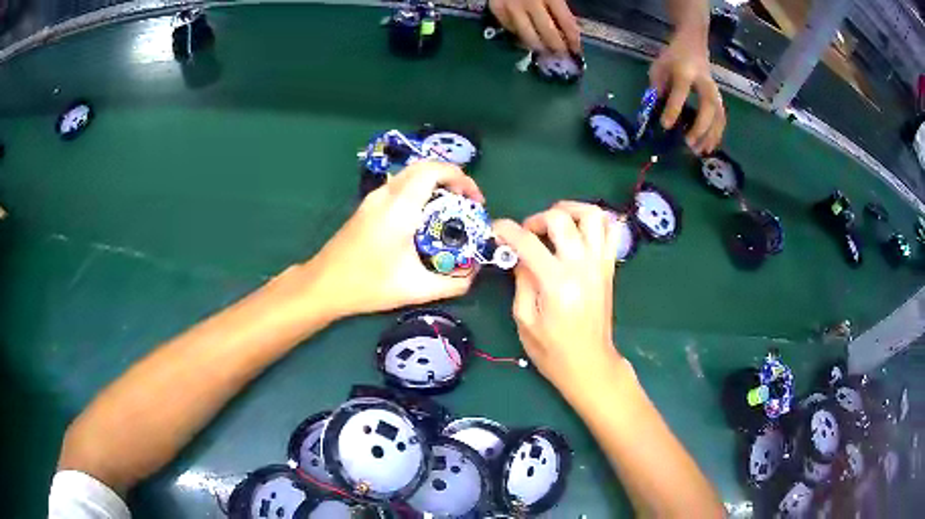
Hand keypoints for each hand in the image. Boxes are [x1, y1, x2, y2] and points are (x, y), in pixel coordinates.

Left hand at [305, 161, 483, 318]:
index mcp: (399, 208)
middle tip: (466, 202)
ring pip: (410, 174)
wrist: (324, 285)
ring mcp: (373, 198)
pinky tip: (424, 217)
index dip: (460, 177)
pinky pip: (399, 185)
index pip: (433, 171)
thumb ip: (452, 284)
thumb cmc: (367, 285)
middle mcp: (386, 195)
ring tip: (450, 208)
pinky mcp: (367, 206)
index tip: (475, 200)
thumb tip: (474, 275)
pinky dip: (419, 190)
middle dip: (450, 177)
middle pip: (423, 166)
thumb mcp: (415, 290)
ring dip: (434, 183)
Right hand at [489, 0, 580, 54]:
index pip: (566, 22)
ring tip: (544, 52)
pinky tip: (525, 39)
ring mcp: (511, 7)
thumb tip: (567, 26)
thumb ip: (558, 4)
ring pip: (526, 35)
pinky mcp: (496, 9)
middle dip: (557, 47)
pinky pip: (509, 28)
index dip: (573, 39)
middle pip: (547, 33)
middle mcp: (530, 3)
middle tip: (562, 57)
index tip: (577, 51)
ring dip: (538, 47)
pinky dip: (518, 35)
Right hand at [493, 201, 622, 394]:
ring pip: (592, 215)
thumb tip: (519, 255)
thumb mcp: (525, 320)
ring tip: (555, 222)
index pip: (528, 242)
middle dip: (536, 218)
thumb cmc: (552, 350)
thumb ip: (521, 281)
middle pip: (561, 219)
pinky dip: (596, 221)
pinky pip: (610, 231)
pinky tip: (579, 230)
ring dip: (570, 210)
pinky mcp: (609, 267)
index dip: (506, 230)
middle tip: (527, 233)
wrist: (589, 364)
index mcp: (556, 283)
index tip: (495, 229)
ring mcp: (600, 264)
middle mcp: (582, 266)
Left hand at [649, 30, 725, 154]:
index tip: (665, 125)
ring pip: (719, 114)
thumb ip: (656, 87)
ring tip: (701, 152)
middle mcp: (704, 82)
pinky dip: (717, 134)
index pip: (681, 91)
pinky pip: (722, 118)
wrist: (693, 45)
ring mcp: (714, 90)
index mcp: (685, 71)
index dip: (674, 109)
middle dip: (701, 126)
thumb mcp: (658, 67)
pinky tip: (710, 147)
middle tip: (689, 143)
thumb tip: (654, 112)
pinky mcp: (719, 98)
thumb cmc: (672, 57)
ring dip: (712, 135)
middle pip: (708, 105)